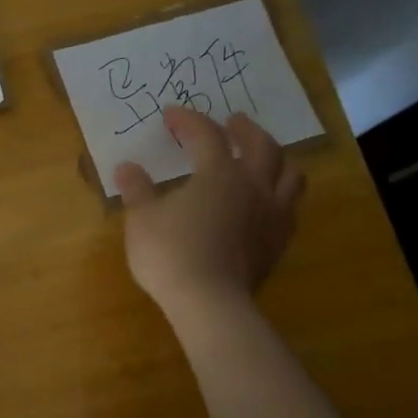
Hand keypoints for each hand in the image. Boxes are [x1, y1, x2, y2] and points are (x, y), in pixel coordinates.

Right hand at [113, 106, 306, 313]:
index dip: (188, 121)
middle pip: (261, 145)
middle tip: (233, 122)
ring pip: (290, 174)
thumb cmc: (170, 254)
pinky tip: (267, 200)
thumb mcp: (142, 219)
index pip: (206, 135)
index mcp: (218, 174)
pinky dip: (281, 192)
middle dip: (245, 129)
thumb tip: (126, 168)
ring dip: (276, 158)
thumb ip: (137, 190)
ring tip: (263, 156)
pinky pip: (290, 206)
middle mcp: (252, 186)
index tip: (170, 115)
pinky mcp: (278, 241)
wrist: (209, 302)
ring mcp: (271, 214)